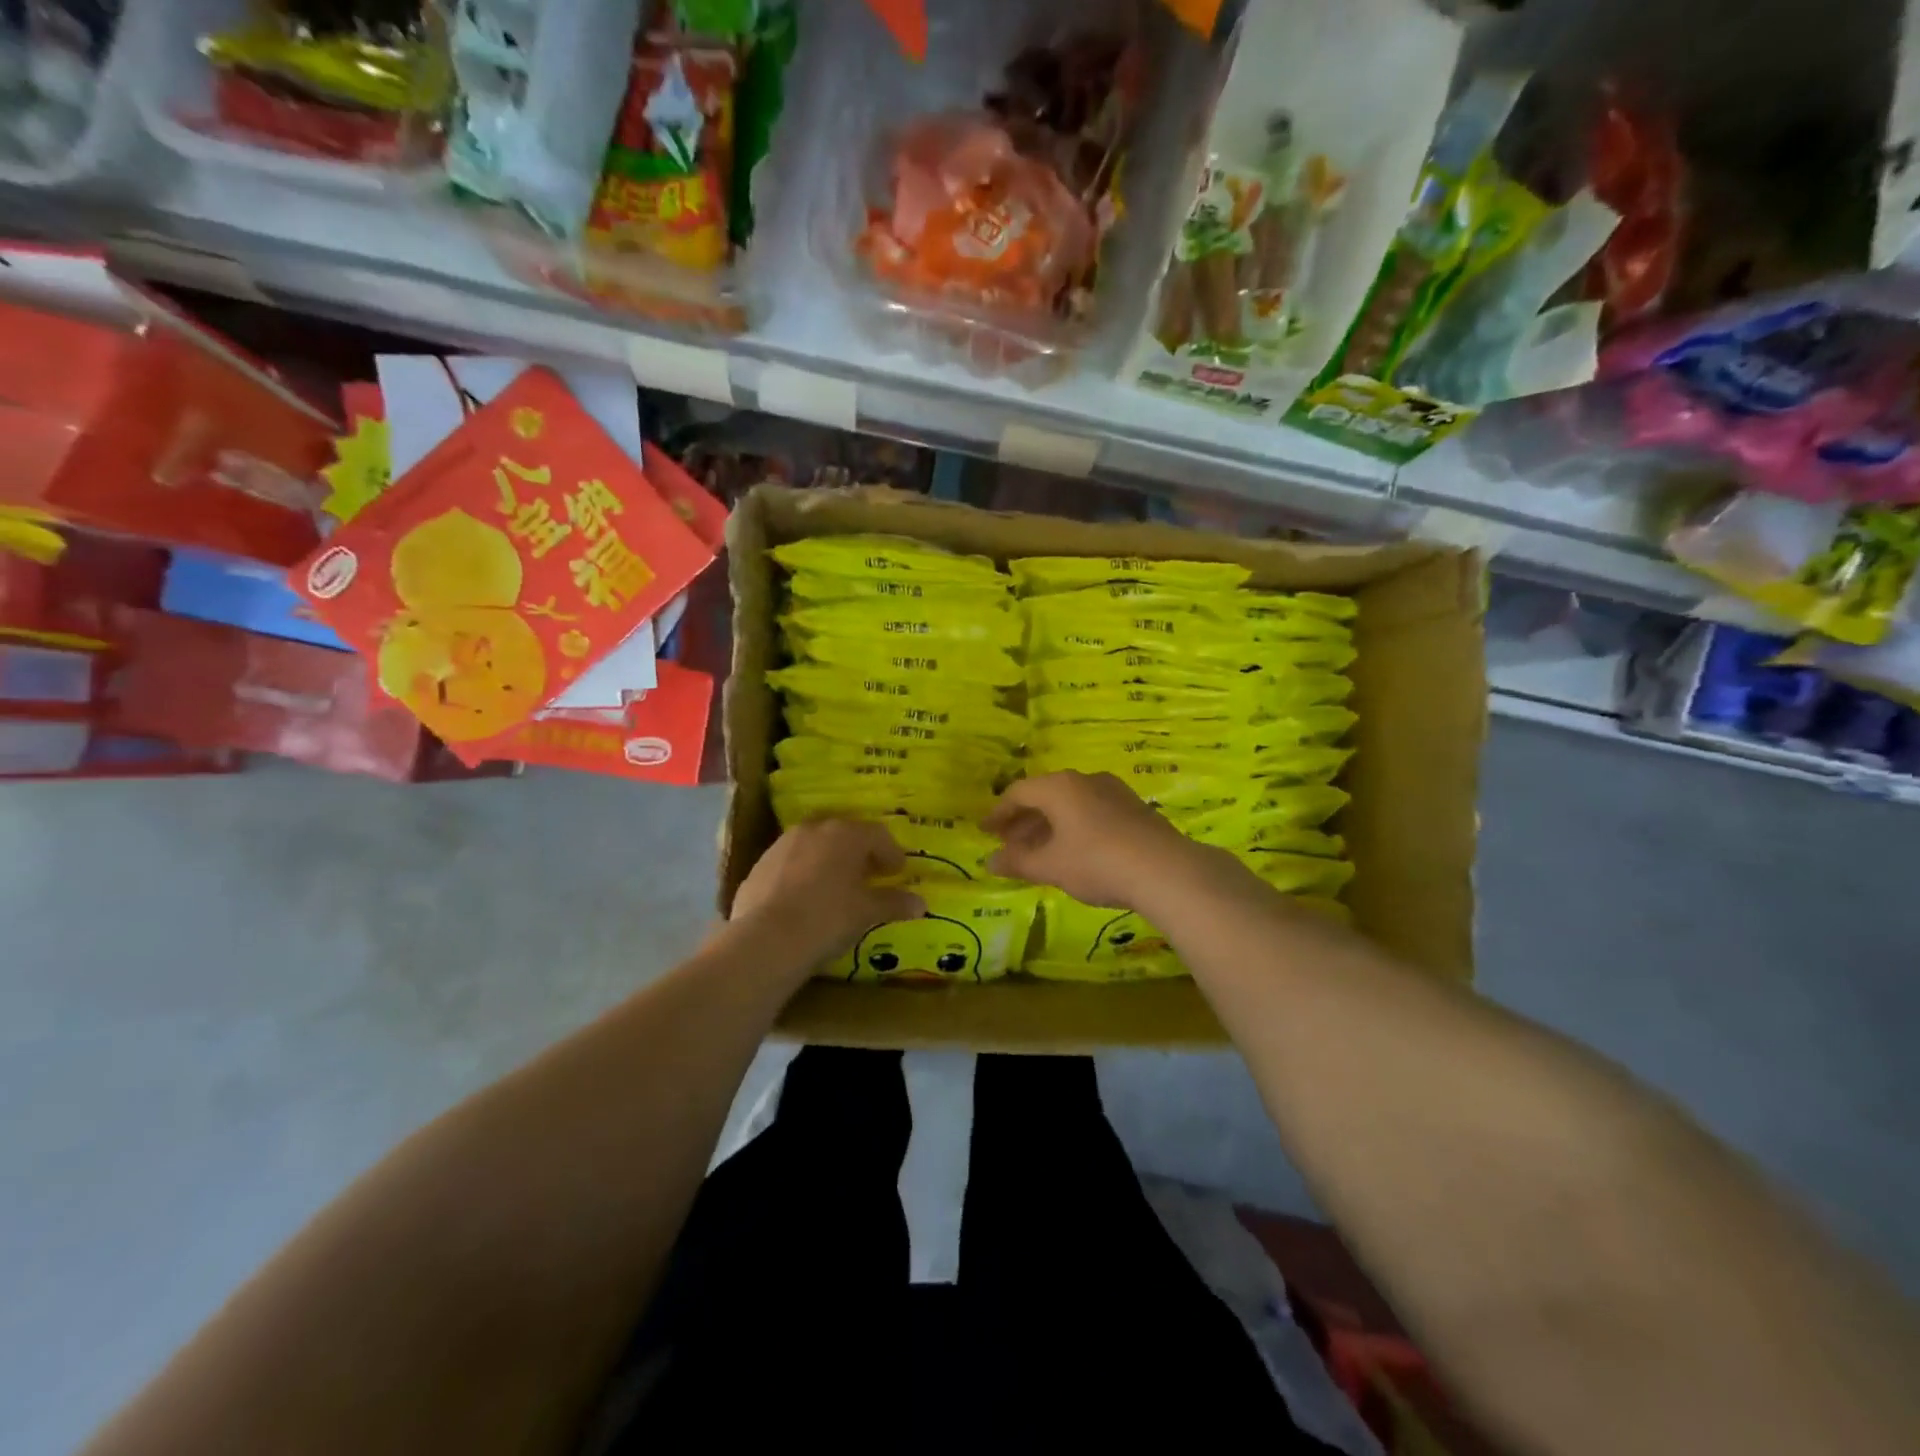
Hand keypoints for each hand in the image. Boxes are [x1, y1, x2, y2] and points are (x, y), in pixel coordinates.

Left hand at [730, 818, 925, 963]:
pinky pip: (790, 864)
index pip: (877, 834)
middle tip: (870, 876)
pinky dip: (803, 875)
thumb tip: (920, 904)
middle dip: (859, 853)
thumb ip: (893, 903)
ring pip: (814, 846)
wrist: (765, 941)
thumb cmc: (828, 918)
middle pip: (844, 835)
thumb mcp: (866, 912)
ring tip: (837, 888)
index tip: (898, 871)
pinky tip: (805, 900)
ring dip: (829, 861)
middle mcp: (813, 830)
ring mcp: (782, 845)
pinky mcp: (758, 866)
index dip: (891, 853)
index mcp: (845, 834)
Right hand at [983, 771, 1203, 909]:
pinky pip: (1091, 811)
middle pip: (1045, 796)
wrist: (1166, 870)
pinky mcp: (1133, 808)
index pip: (1018, 793)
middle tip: (1008, 844)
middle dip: (1023, 821)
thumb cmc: (1097, 862)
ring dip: (1048, 826)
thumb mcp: (1051, 866)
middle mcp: (1085, 780)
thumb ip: (1018, 862)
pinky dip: (1073, 827)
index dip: (998, 813)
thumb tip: (989, 862)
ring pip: (1070, 804)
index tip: (986, 832)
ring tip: (1038, 852)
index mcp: (1060, 787)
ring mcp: (1113, 791)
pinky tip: (1073, 851)